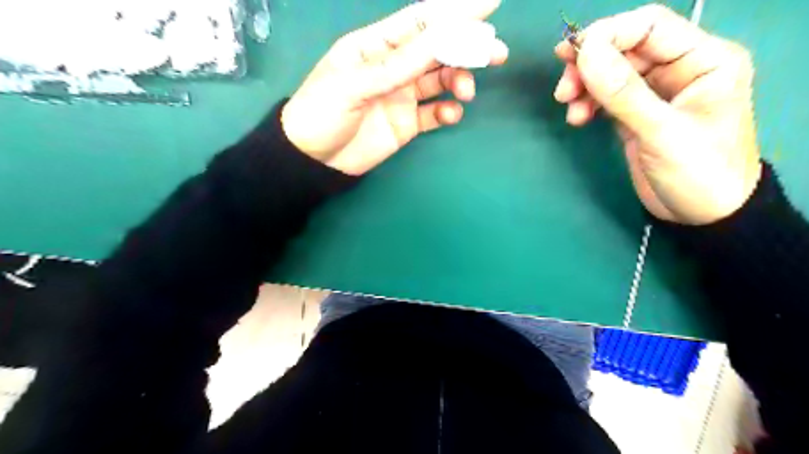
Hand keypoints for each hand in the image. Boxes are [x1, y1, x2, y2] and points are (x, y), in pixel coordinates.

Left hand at [283, 0, 503, 174]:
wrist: (313, 161)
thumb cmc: (322, 113)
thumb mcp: (354, 84)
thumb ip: (397, 65)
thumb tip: (442, 38)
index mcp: (376, 46)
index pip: (421, 22)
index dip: (455, 12)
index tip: (490, 5)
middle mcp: (393, 67)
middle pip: (437, 50)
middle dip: (467, 48)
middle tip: (495, 53)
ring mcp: (401, 96)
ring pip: (440, 80)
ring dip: (459, 81)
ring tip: (465, 92)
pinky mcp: (407, 123)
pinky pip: (433, 113)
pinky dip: (446, 112)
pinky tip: (450, 114)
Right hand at [554, 5, 762, 224]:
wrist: (702, 216)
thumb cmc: (698, 173)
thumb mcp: (662, 133)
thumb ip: (624, 93)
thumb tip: (586, 53)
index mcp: (703, 59)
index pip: (650, 26)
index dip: (608, 35)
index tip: (572, 57)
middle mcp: (679, 69)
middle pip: (624, 48)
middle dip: (590, 66)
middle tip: (563, 90)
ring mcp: (656, 92)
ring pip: (611, 73)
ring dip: (584, 86)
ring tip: (569, 109)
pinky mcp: (637, 114)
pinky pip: (607, 97)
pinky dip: (588, 103)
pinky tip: (578, 118)